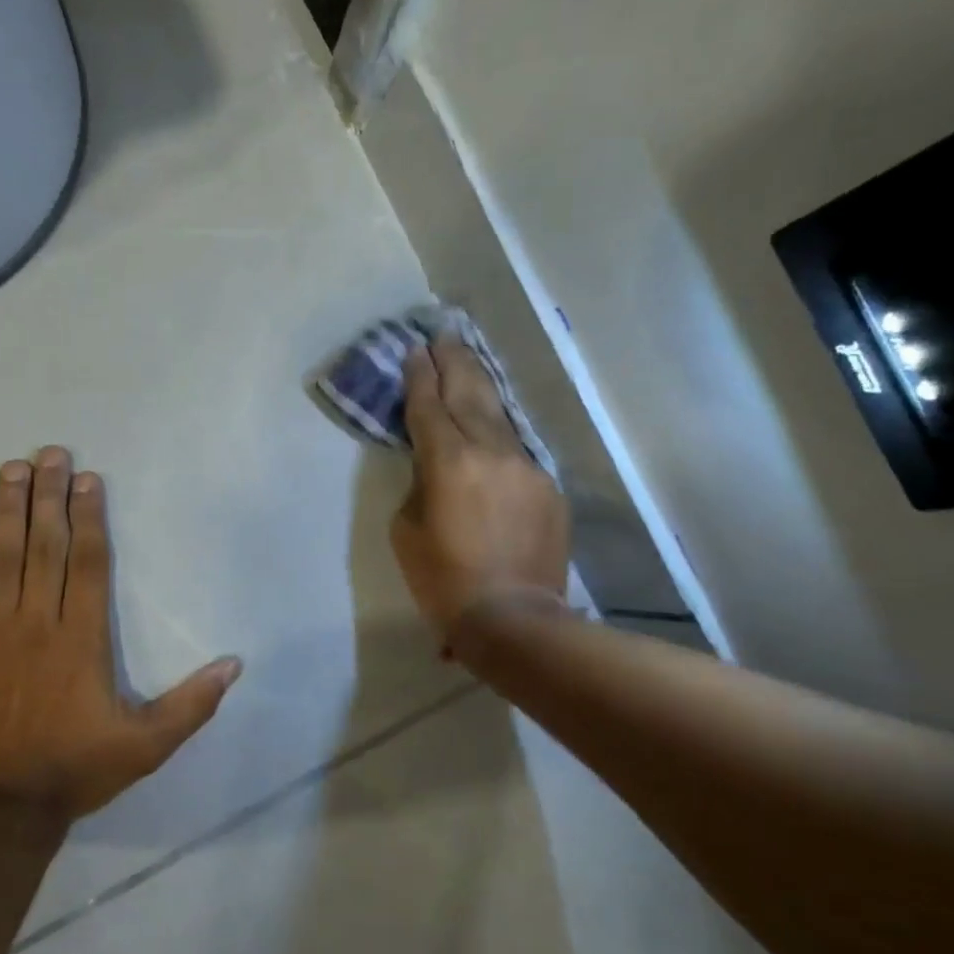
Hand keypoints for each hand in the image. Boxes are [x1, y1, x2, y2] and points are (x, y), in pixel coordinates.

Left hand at [0, 448, 241, 818]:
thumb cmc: (77, 771)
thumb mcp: (148, 745)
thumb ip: (192, 703)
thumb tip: (234, 664)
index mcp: (83, 639)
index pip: (88, 562)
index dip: (88, 516)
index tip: (87, 479)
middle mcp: (38, 623)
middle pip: (45, 546)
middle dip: (49, 495)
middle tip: (49, 453)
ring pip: (3, 558)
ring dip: (9, 510)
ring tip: (12, 469)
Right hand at [393, 339, 570, 638]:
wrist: (513, 618)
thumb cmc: (443, 580)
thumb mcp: (407, 529)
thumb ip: (419, 482)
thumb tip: (434, 463)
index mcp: (448, 461)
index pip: (429, 405)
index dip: (419, 376)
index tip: (414, 351)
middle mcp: (490, 451)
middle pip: (469, 392)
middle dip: (453, 361)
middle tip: (443, 335)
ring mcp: (525, 465)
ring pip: (499, 414)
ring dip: (480, 386)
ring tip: (467, 361)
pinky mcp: (547, 485)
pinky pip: (517, 448)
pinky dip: (499, 432)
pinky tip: (492, 425)